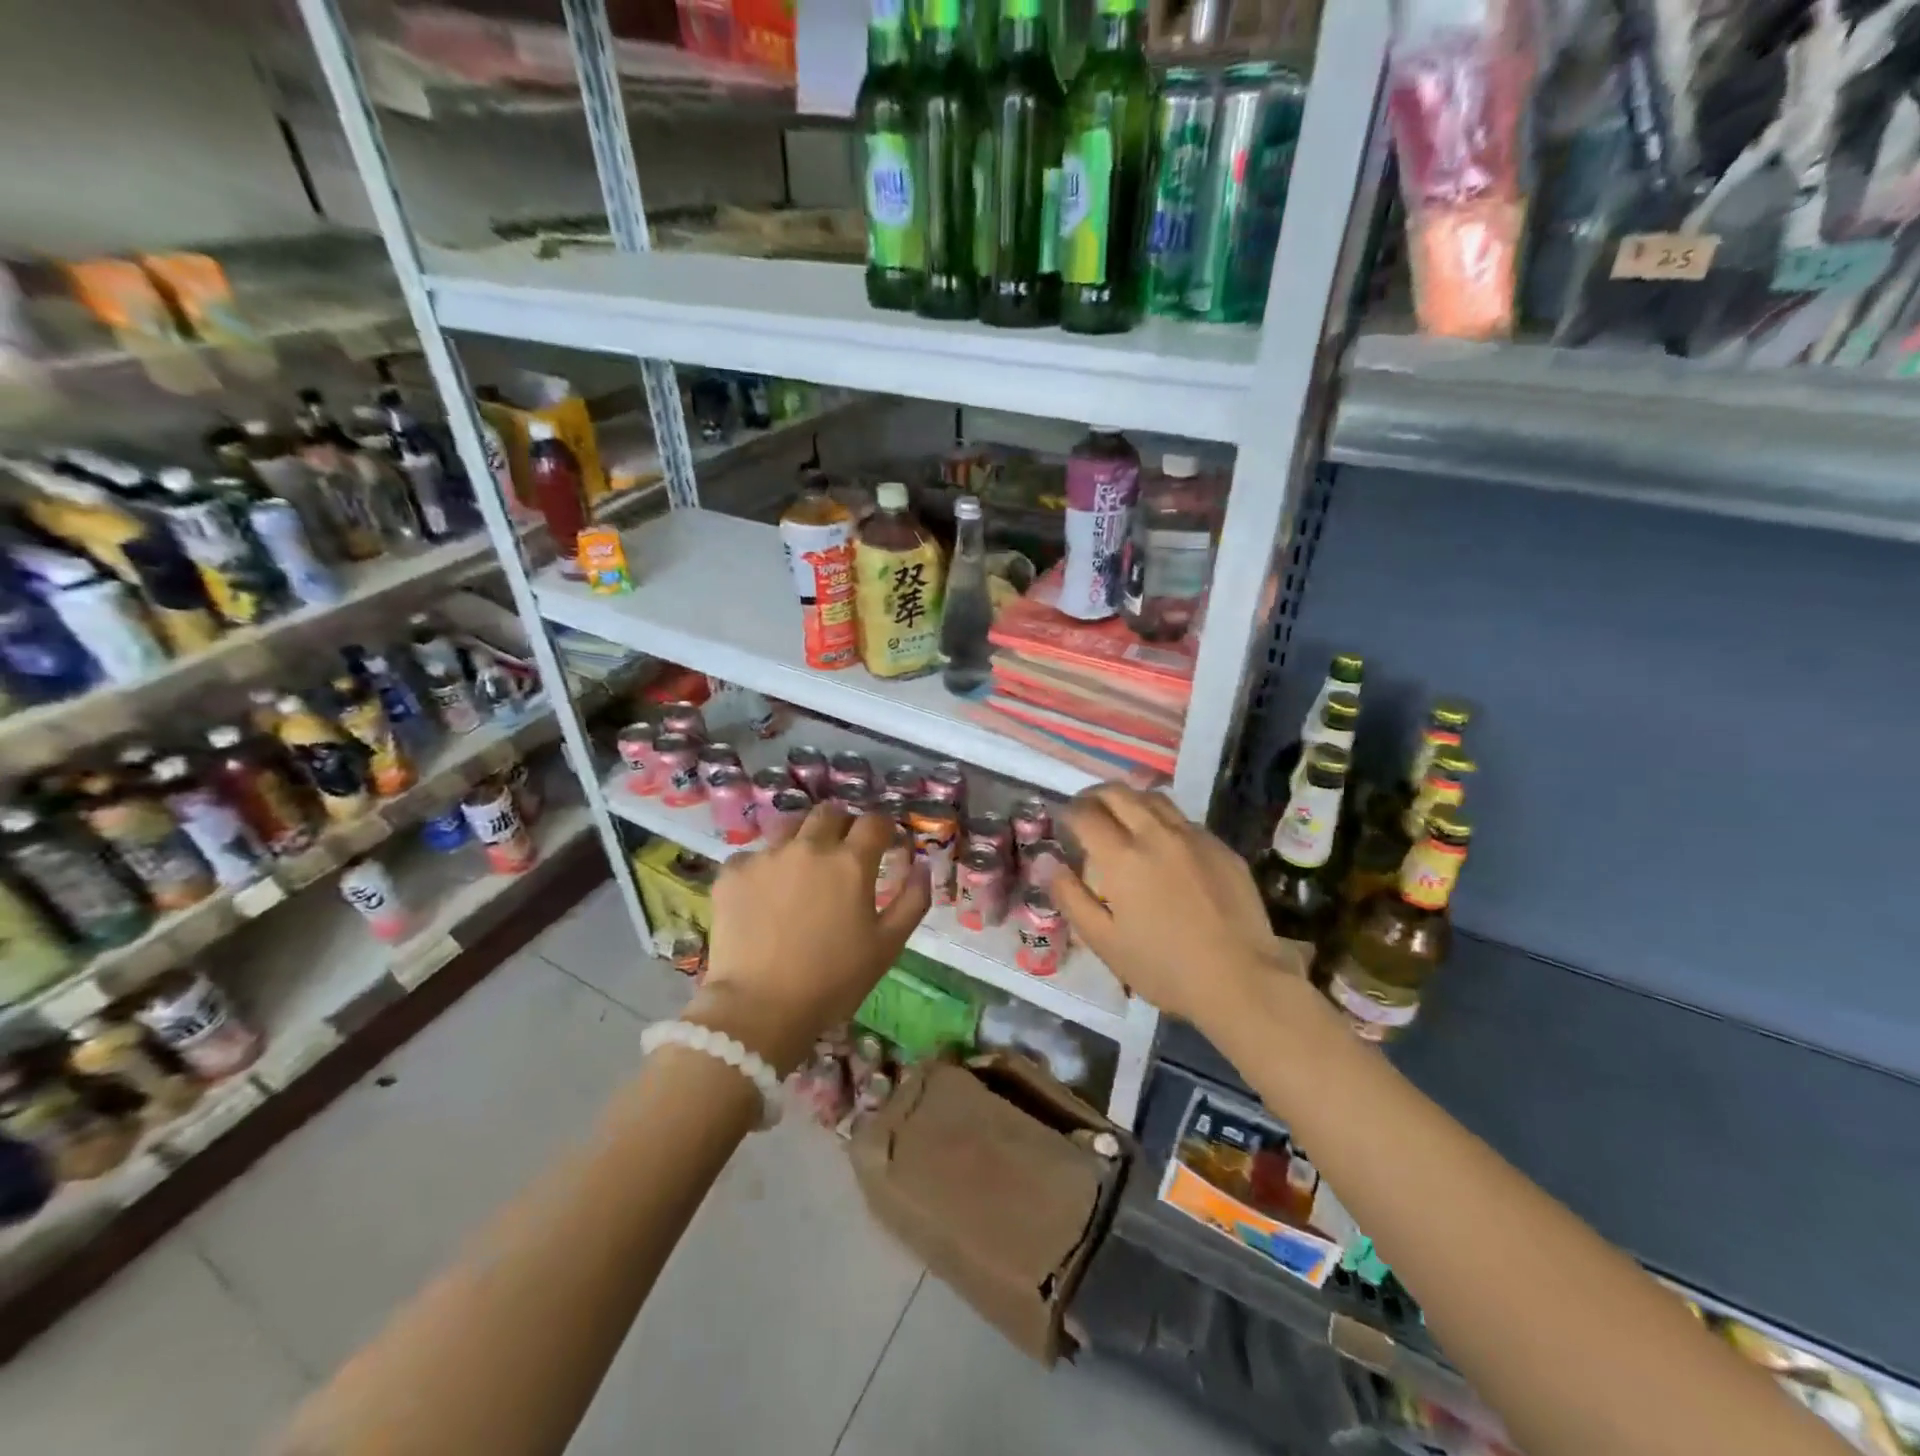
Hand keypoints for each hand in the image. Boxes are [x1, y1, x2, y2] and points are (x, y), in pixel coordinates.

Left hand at [690, 804, 929, 1073]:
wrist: (759, 1009)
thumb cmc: (833, 981)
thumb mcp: (887, 946)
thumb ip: (913, 900)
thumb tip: (921, 865)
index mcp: (850, 862)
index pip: (874, 822)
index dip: (884, 829)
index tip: (885, 843)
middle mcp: (809, 847)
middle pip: (830, 813)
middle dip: (844, 825)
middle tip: (844, 851)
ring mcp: (766, 856)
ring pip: (789, 826)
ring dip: (803, 837)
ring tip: (802, 865)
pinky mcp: (732, 873)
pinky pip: (752, 855)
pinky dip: (764, 867)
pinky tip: (764, 893)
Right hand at [1051, 785, 1303, 1032]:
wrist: (1242, 980)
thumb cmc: (1164, 967)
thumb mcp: (1103, 941)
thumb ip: (1069, 896)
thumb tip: (1045, 861)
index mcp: (1122, 856)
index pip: (1085, 813)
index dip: (1068, 813)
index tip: (1063, 823)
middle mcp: (1156, 833)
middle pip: (1118, 792)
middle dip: (1094, 796)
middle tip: (1086, 813)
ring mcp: (1194, 837)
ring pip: (1154, 798)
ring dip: (1129, 800)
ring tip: (1122, 819)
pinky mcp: (1221, 847)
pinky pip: (1184, 820)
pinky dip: (1162, 820)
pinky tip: (1163, 846)